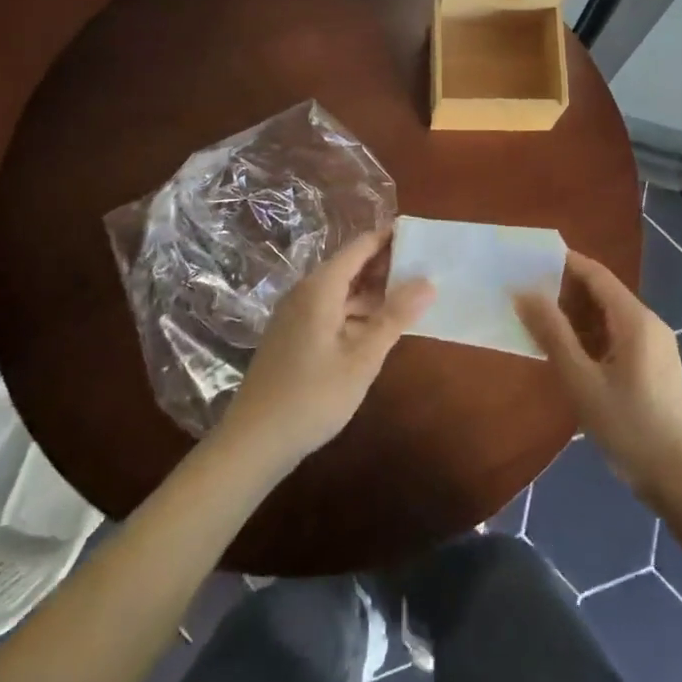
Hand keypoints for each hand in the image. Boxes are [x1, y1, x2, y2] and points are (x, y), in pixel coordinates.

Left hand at [213, 228, 434, 473]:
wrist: (252, 443)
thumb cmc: (312, 397)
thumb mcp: (362, 358)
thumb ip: (395, 316)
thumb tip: (428, 281)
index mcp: (321, 288)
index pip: (361, 246)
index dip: (391, 239)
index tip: (422, 239)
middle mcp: (306, 292)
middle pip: (351, 265)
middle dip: (387, 266)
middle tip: (426, 272)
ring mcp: (296, 314)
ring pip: (342, 290)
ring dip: (374, 293)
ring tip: (411, 300)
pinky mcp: (293, 335)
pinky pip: (331, 309)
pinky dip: (357, 312)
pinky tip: (379, 329)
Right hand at [516, 250, 681, 503]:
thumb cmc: (630, 427)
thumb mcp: (582, 382)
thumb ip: (553, 334)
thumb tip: (524, 293)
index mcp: (635, 319)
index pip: (596, 274)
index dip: (564, 264)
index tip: (529, 262)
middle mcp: (649, 323)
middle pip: (604, 293)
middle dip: (566, 292)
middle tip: (527, 299)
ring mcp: (655, 346)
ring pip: (610, 318)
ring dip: (577, 318)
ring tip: (540, 327)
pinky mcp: (656, 368)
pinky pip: (619, 338)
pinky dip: (592, 338)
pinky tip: (570, 356)